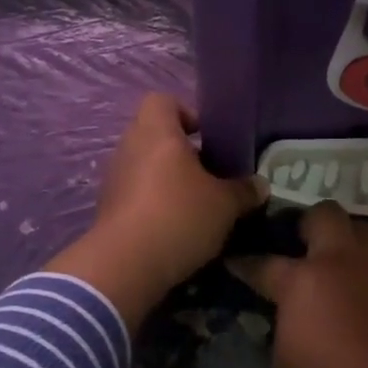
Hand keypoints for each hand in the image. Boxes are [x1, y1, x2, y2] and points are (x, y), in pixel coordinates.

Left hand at [46, 94, 265, 330]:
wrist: (125, 267)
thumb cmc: (179, 216)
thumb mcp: (225, 204)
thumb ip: (244, 190)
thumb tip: (260, 185)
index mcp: (156, 132)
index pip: (163, 101)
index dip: (187, 113)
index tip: (209, 138)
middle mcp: (129, 148)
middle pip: (156, 136)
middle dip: (183, 153)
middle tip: (211, 174)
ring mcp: (114, 179)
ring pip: (146, 167)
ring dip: (169, 181)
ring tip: (198, 205)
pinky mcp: (108, 210)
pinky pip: (136, 195)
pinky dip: (154, 205)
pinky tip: (177, 229)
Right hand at [236, 202, 367, 367]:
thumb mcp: (286, 360)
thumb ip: (284, 324)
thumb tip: (289, 312)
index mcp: (303, 279)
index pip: (264, 263)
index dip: (245, 263)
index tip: (235, 261)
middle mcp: (340, 259)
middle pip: (323, 214)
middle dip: (308, 223)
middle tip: (302, 244)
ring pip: (360, 228)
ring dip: (346, 238)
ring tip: (338, 262)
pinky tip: (364, 289)